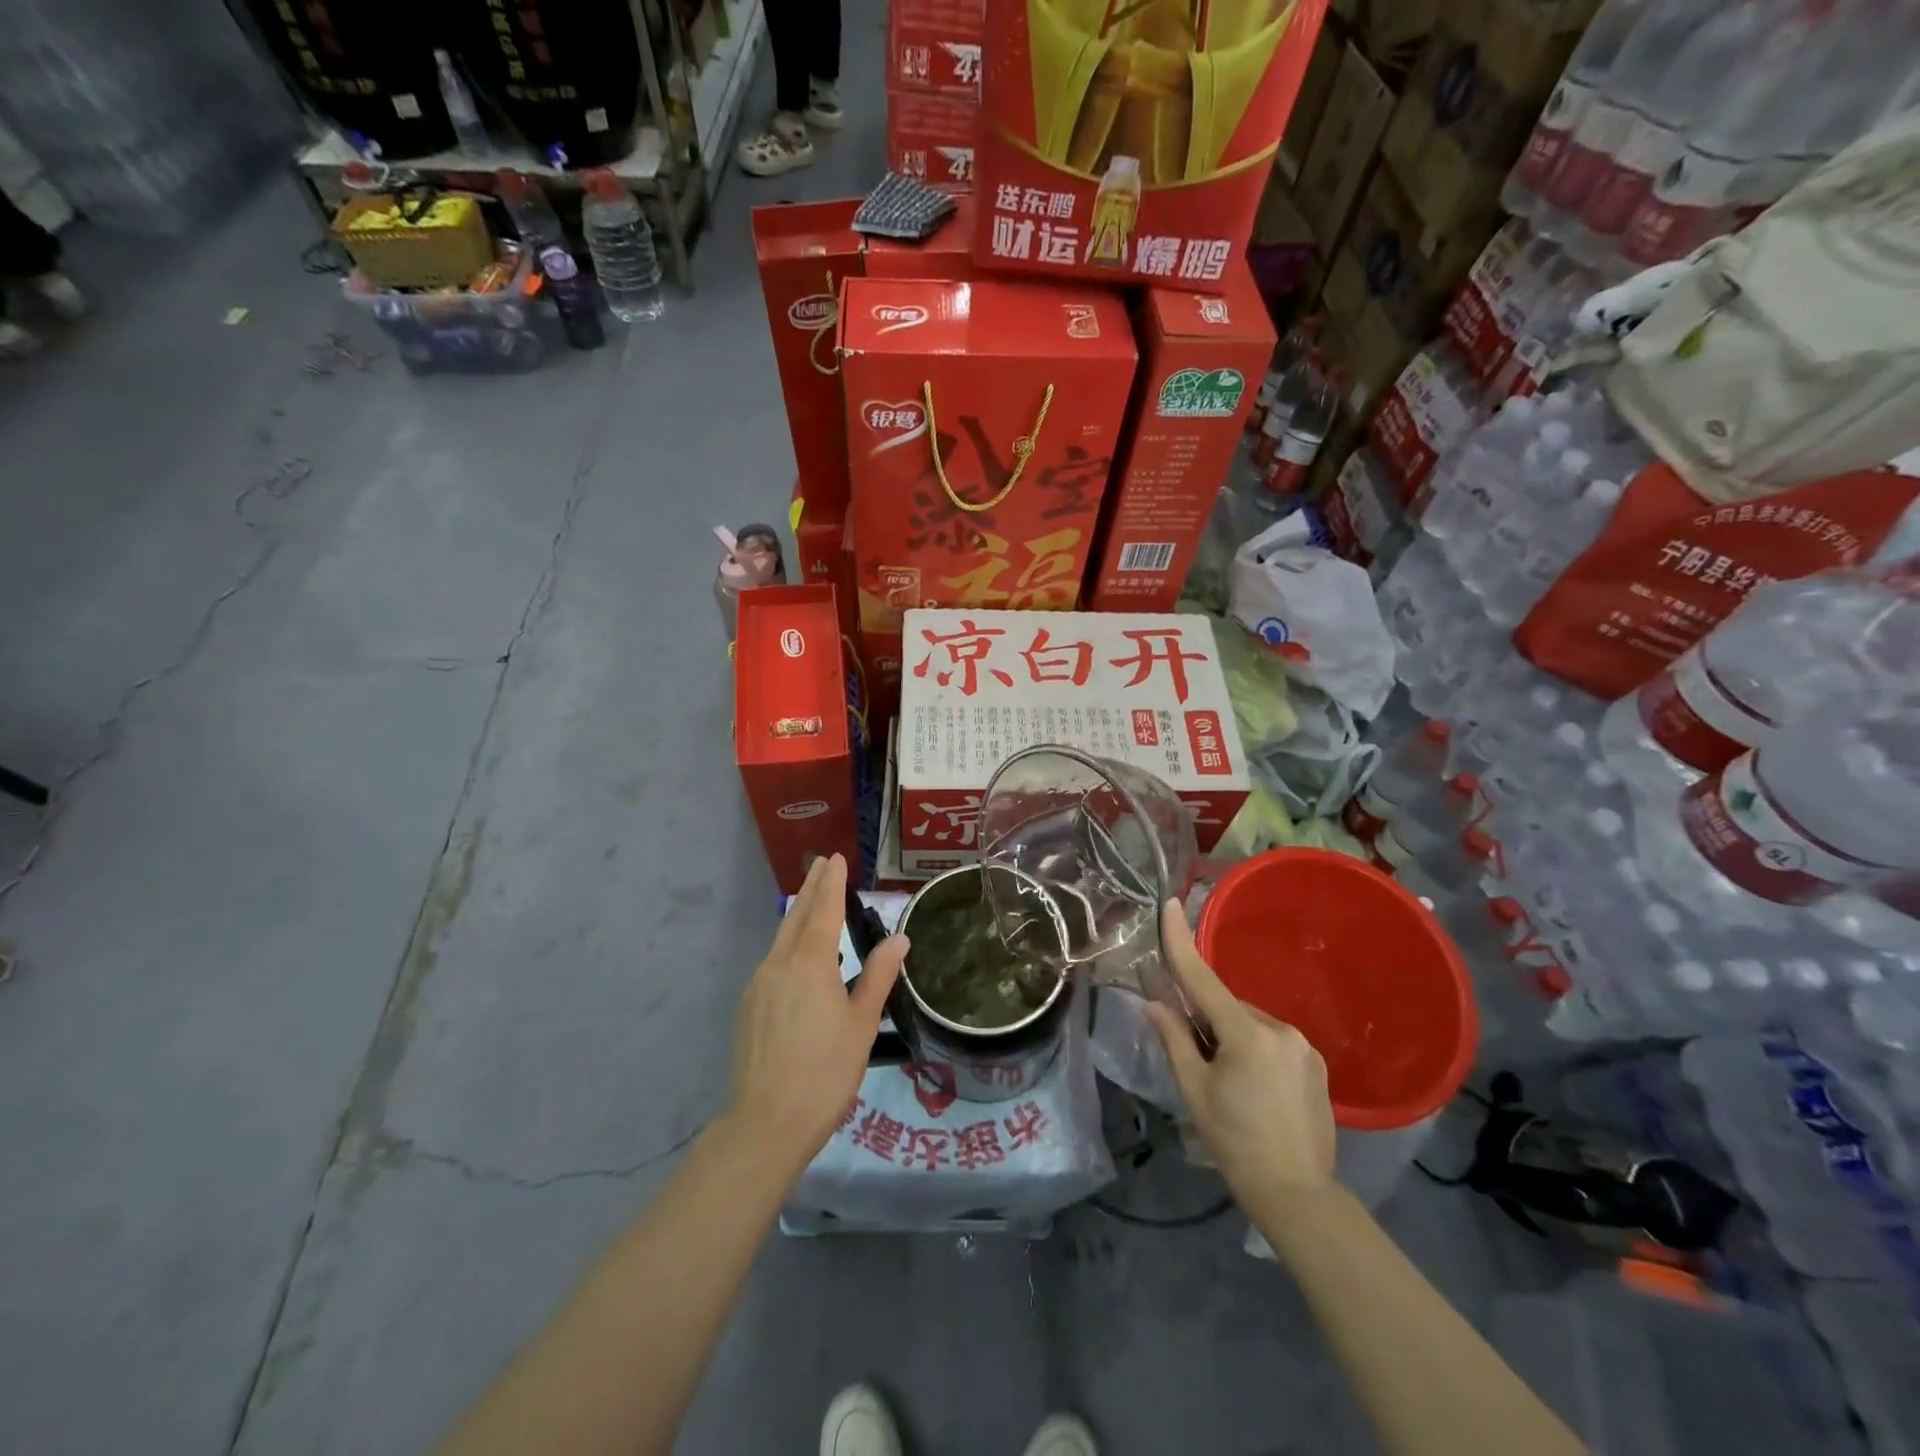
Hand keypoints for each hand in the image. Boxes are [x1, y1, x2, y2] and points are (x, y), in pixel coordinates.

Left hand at [729, 854, 907, 1165]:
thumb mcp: (862, 1023)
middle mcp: (779, 964)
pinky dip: (789, 948)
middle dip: (811, 889)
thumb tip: (899, 939)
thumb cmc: (826, 1070)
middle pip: (796, 916)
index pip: (823, 910)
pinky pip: (773, 964)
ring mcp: (758, 985)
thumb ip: (879, 976)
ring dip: (799, 917)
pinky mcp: (748, 1007)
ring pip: (781, 940)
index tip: (835, 858)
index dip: (832, 883)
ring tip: (815, 906)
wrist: (767, 1121)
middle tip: (822, 865)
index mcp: (810, 963)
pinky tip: (799, 962)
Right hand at [1143, 900, 1335, 1208]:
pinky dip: (1254, 1048)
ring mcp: (1303, 1045)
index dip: (1181, 941)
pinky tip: (1253, 1086)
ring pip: (1249, 1022)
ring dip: (1231, 1035)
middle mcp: (1280, 1029)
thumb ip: (1174, 1039)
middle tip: (1197, 1059)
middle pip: (1227, 1006)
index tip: (1171, 903)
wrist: (1298, 1194)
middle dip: (1207, 1019)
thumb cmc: (1235, 1143)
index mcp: (1247, 1035)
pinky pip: (1272, 1039)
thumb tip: (1153, 1002)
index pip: (1203, 979)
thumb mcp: (1194, 1091)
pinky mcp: (1315, 1062)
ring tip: (1228, 1082)